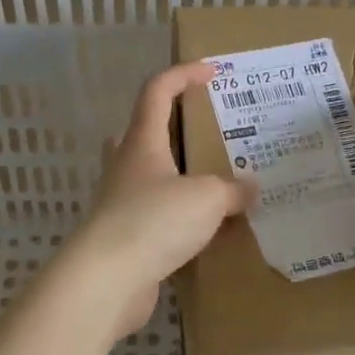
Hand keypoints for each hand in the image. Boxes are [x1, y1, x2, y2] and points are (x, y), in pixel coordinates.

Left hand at [68, 63, 252, 337]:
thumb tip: (250, 188)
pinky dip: (179, 216)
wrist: (104, 282)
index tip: (212, 72)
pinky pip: (156, 214)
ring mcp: (120, 202)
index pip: (157, 91)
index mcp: (142, 142)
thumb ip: (233, 190)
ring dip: (179, 175)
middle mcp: (126, 166)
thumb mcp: (207, 199)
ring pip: (150, 176)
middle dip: (174, 127)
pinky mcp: (124, 237)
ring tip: (216, 183)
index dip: (183, 75)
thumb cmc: (153, 222)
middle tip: (208, 134)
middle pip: (144, 131)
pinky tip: (206, 230)